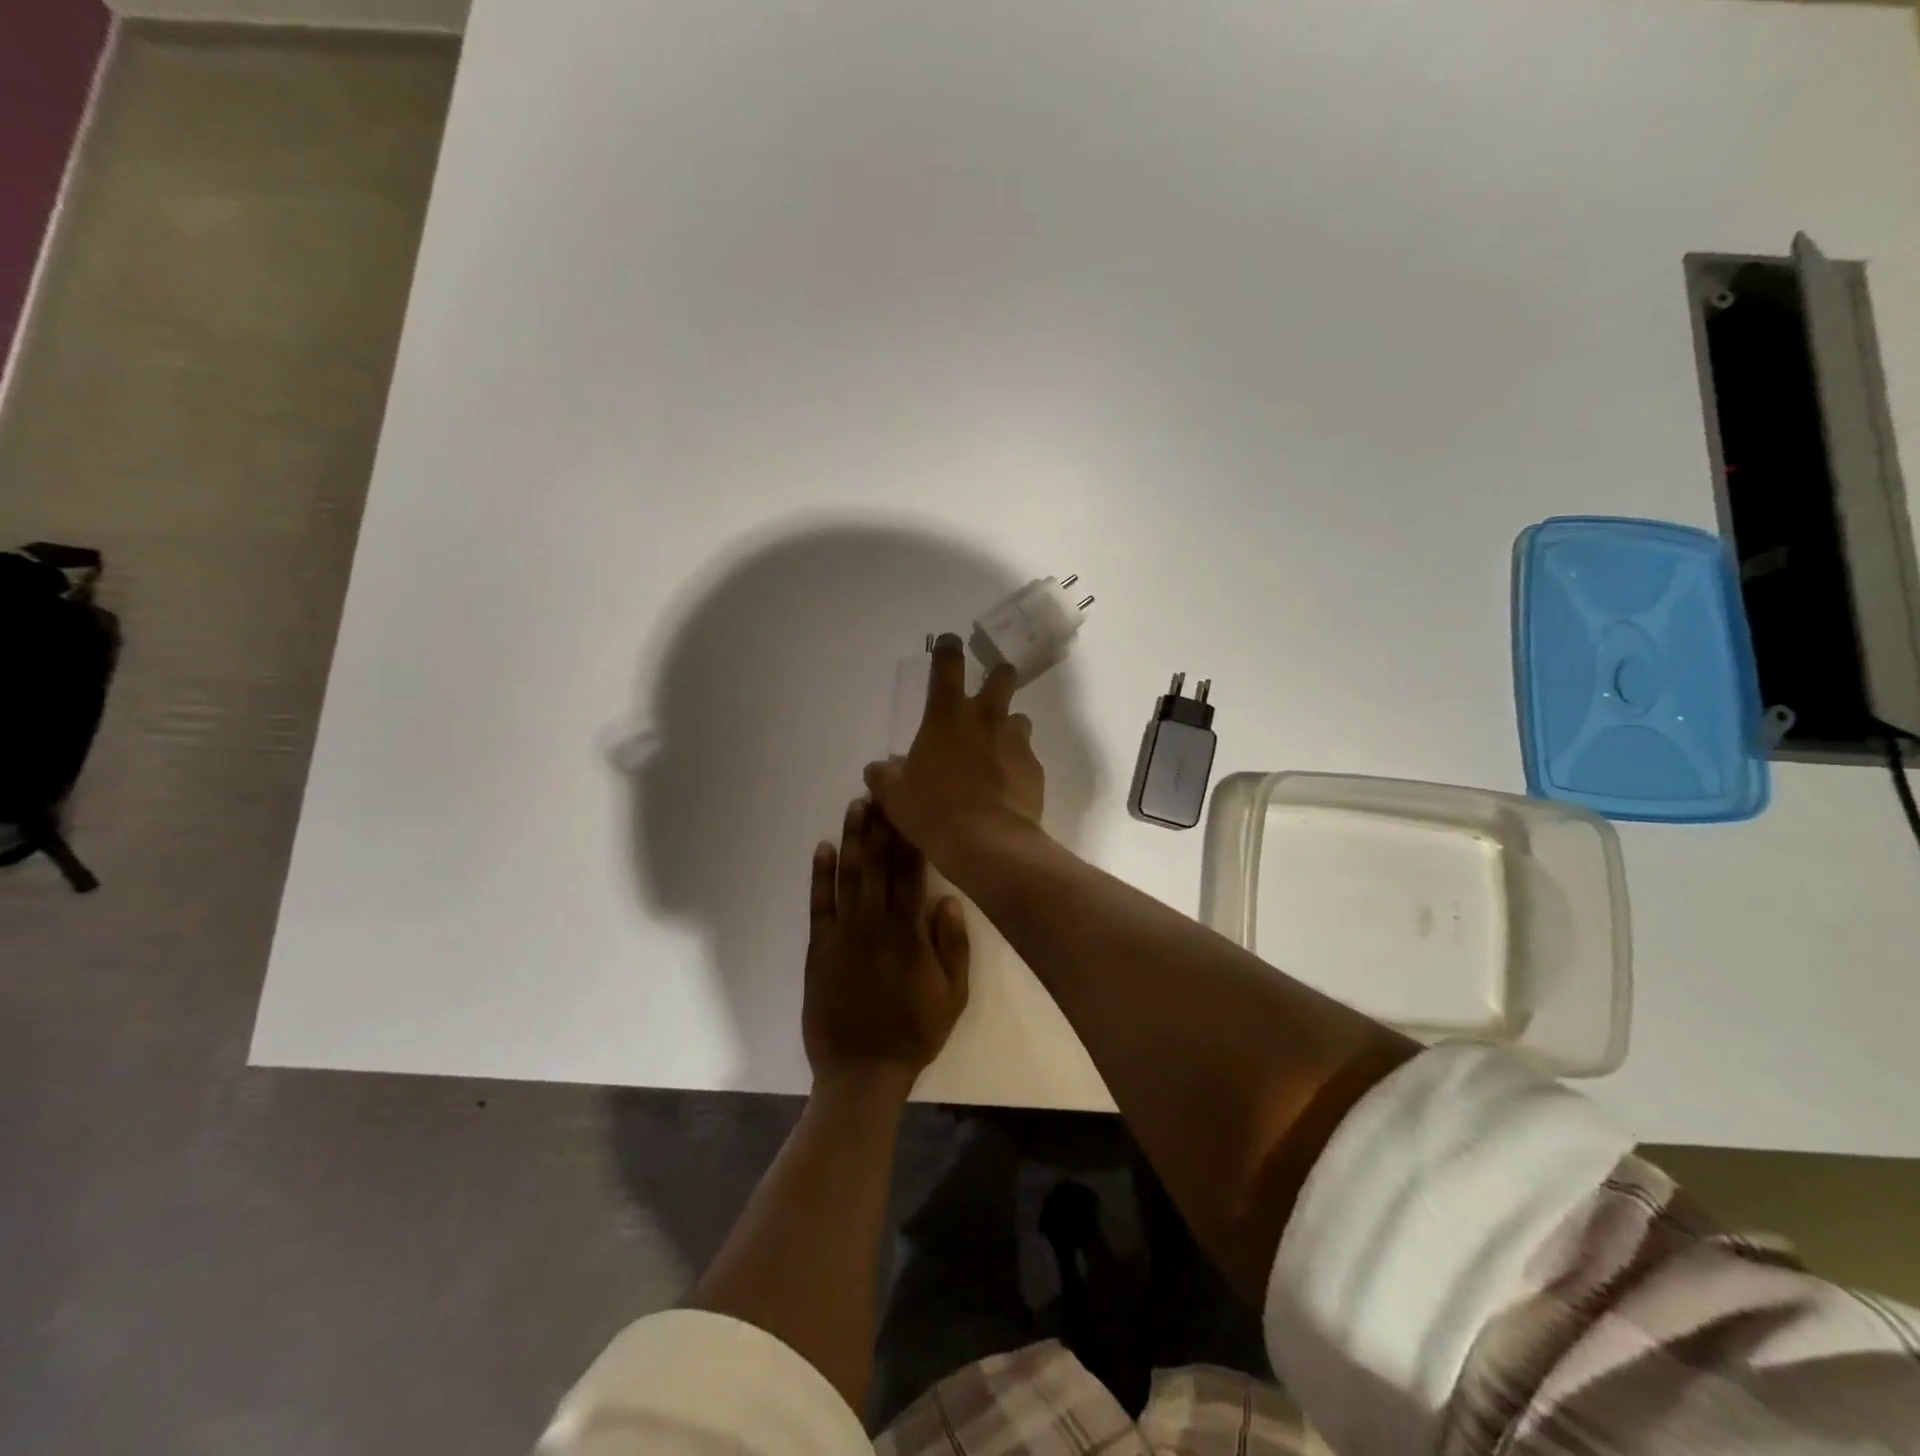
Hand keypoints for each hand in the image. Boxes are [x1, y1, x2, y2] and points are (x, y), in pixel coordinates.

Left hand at [802, 797, 969, 1092]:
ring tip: (856, 806)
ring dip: (852, 839)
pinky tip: (822, 849)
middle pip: (878, 865)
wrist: (861, 1071)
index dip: (911, 838)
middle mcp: (875, 924)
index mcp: (909, 933)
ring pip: (848, 876)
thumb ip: (952, 946)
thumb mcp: (953, 995)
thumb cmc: (914, 1033)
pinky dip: (819, 875)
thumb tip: (947, 899)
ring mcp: (843, 934)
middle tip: (882, 791)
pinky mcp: (819, 948)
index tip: (912, 808)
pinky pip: (819, 905)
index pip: (911, 873)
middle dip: (881, 826)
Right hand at [864, 633, 1044, 871]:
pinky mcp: (1035, 768)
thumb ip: (885, 776)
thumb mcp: (895, 796)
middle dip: (998, 676)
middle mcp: (985, 719)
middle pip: (1002, 677)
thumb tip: (877, 768)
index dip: (948, 649)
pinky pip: (1028, 757)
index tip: (950, 642)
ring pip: (1019, 718)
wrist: (987, 843)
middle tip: (991, 688)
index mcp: (946, 716)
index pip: (948, 665)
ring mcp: (1015, 741)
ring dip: (1009, 727)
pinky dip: (1018, 764)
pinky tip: (1008, 786)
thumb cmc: (933, 811)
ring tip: (998, 749)